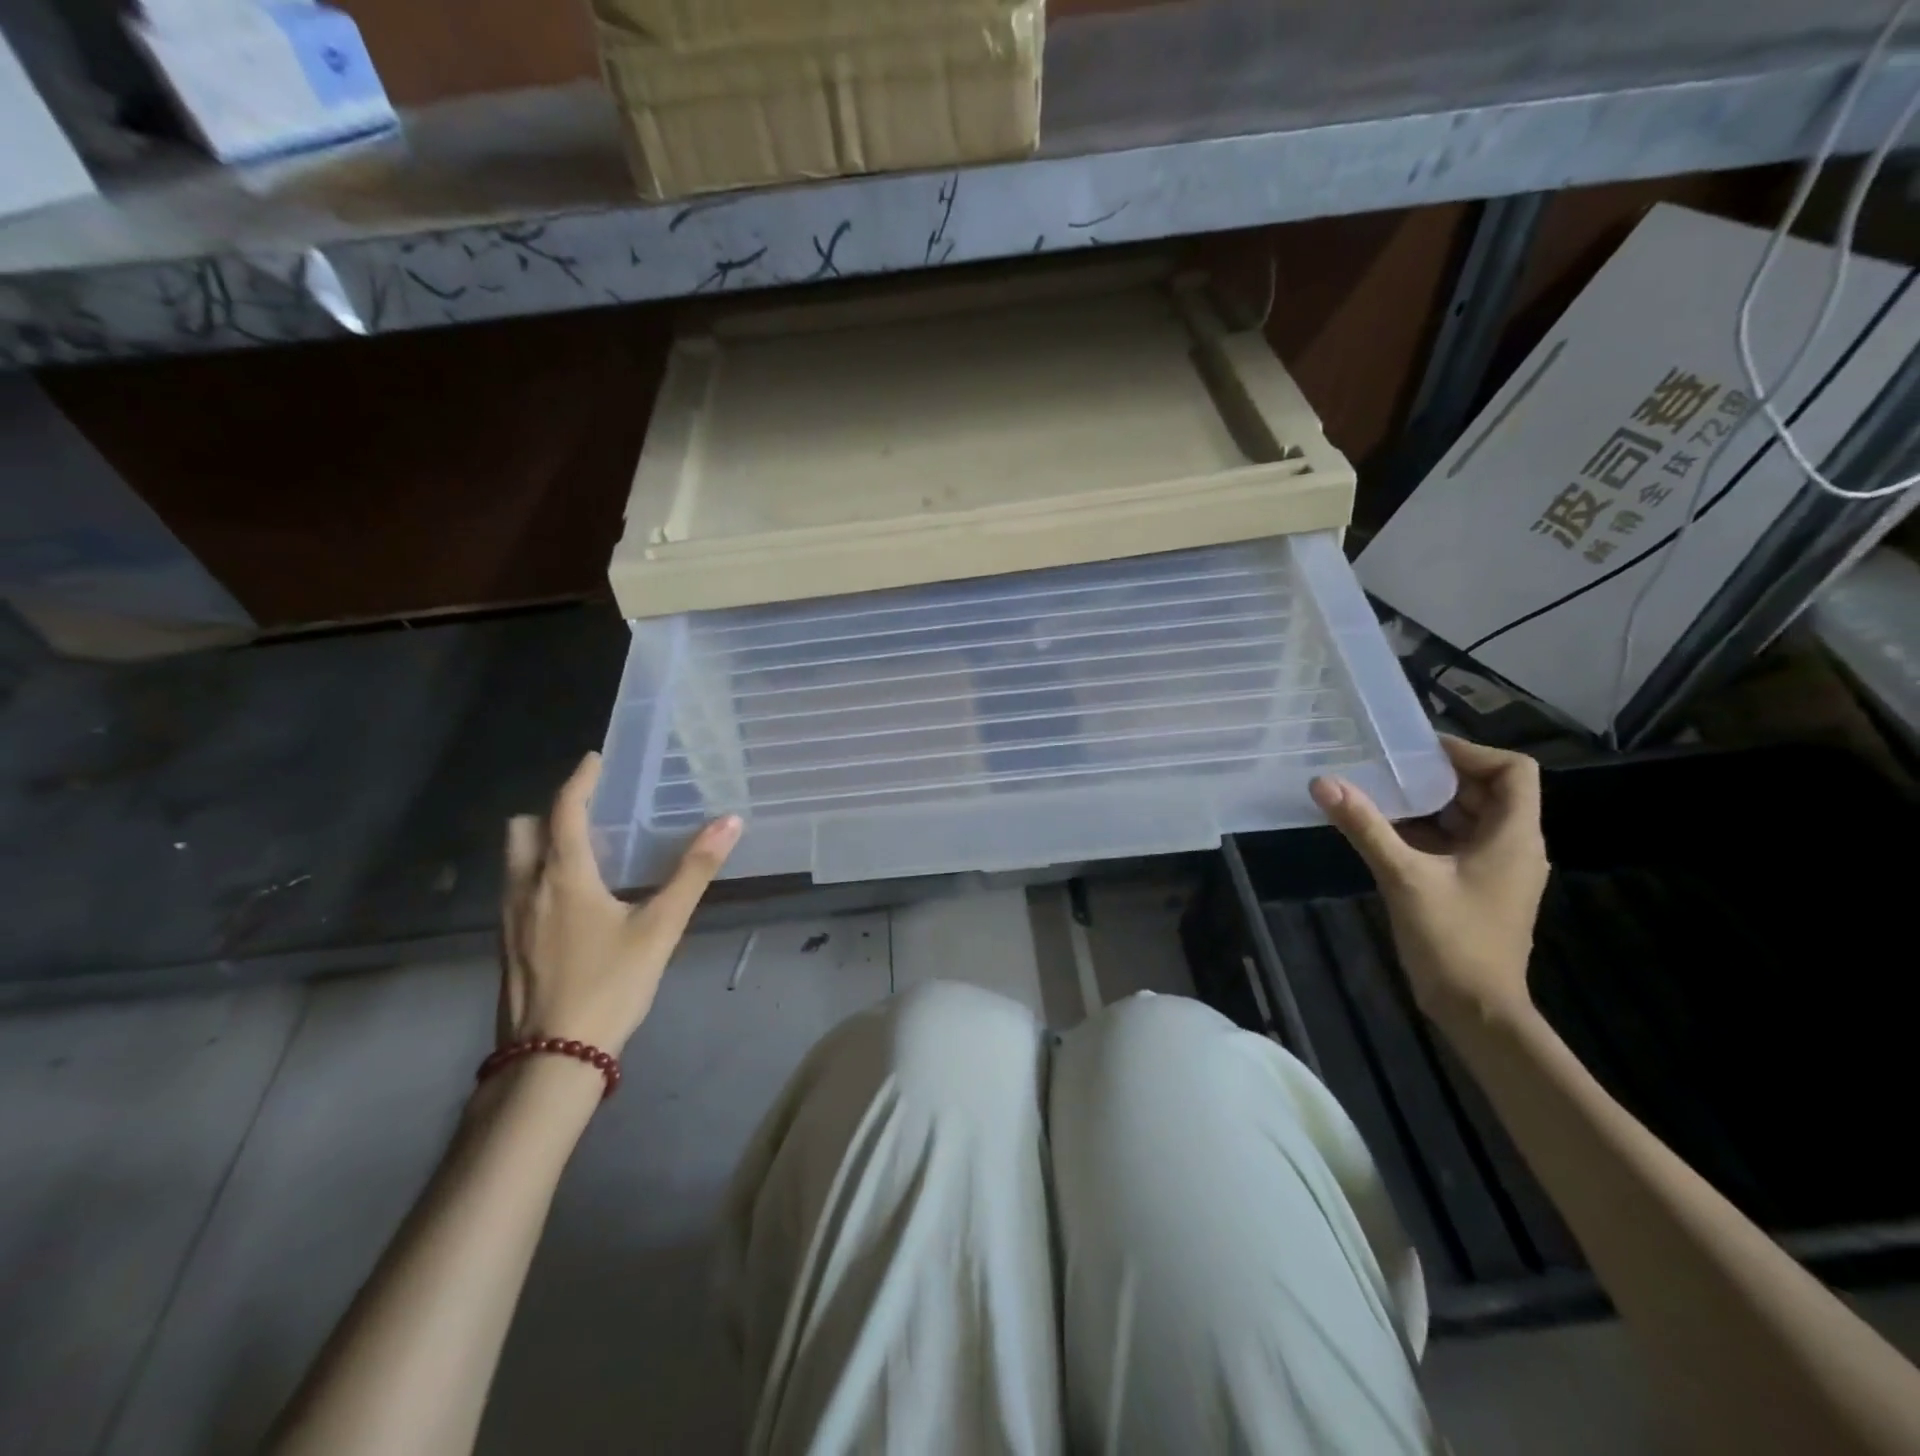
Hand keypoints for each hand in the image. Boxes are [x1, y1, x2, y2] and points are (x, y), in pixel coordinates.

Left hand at [499, 752, 741, 1054]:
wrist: (550, 1060)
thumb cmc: (609, 986)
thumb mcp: (660, 928)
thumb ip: (693, 872)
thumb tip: (730, 823)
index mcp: (563, 876)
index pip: (564, 811)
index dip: (579, 780)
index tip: (594, 759)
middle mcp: (526, 889)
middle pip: (522, 830)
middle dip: (549, 812)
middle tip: (588, 814)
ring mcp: (509, 921)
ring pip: (514, 863)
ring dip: (541, 845)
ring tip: (585, 855)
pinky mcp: (506, 948)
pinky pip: (517, 892)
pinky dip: (538, 877)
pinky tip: (570, 903)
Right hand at [1309, 735, 1547, 1027]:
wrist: (1476, 1010)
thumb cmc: (1452, 940)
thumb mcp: (1403, 877)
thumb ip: (1366, 826)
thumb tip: (1324, 783)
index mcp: (1513, 836)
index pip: (1512, 770)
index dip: (1470, 752)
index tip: (1418, 752)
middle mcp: (1514, 846)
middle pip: (1487, 790)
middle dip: (1438, 776)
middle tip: (1387, 767)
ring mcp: (1497, 869)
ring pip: (1468, 817)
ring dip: (1428, 803)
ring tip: (1379, 793)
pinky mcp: (1478, 887)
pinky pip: (1456, 843)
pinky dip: (1426, 831)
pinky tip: (1385, 832)